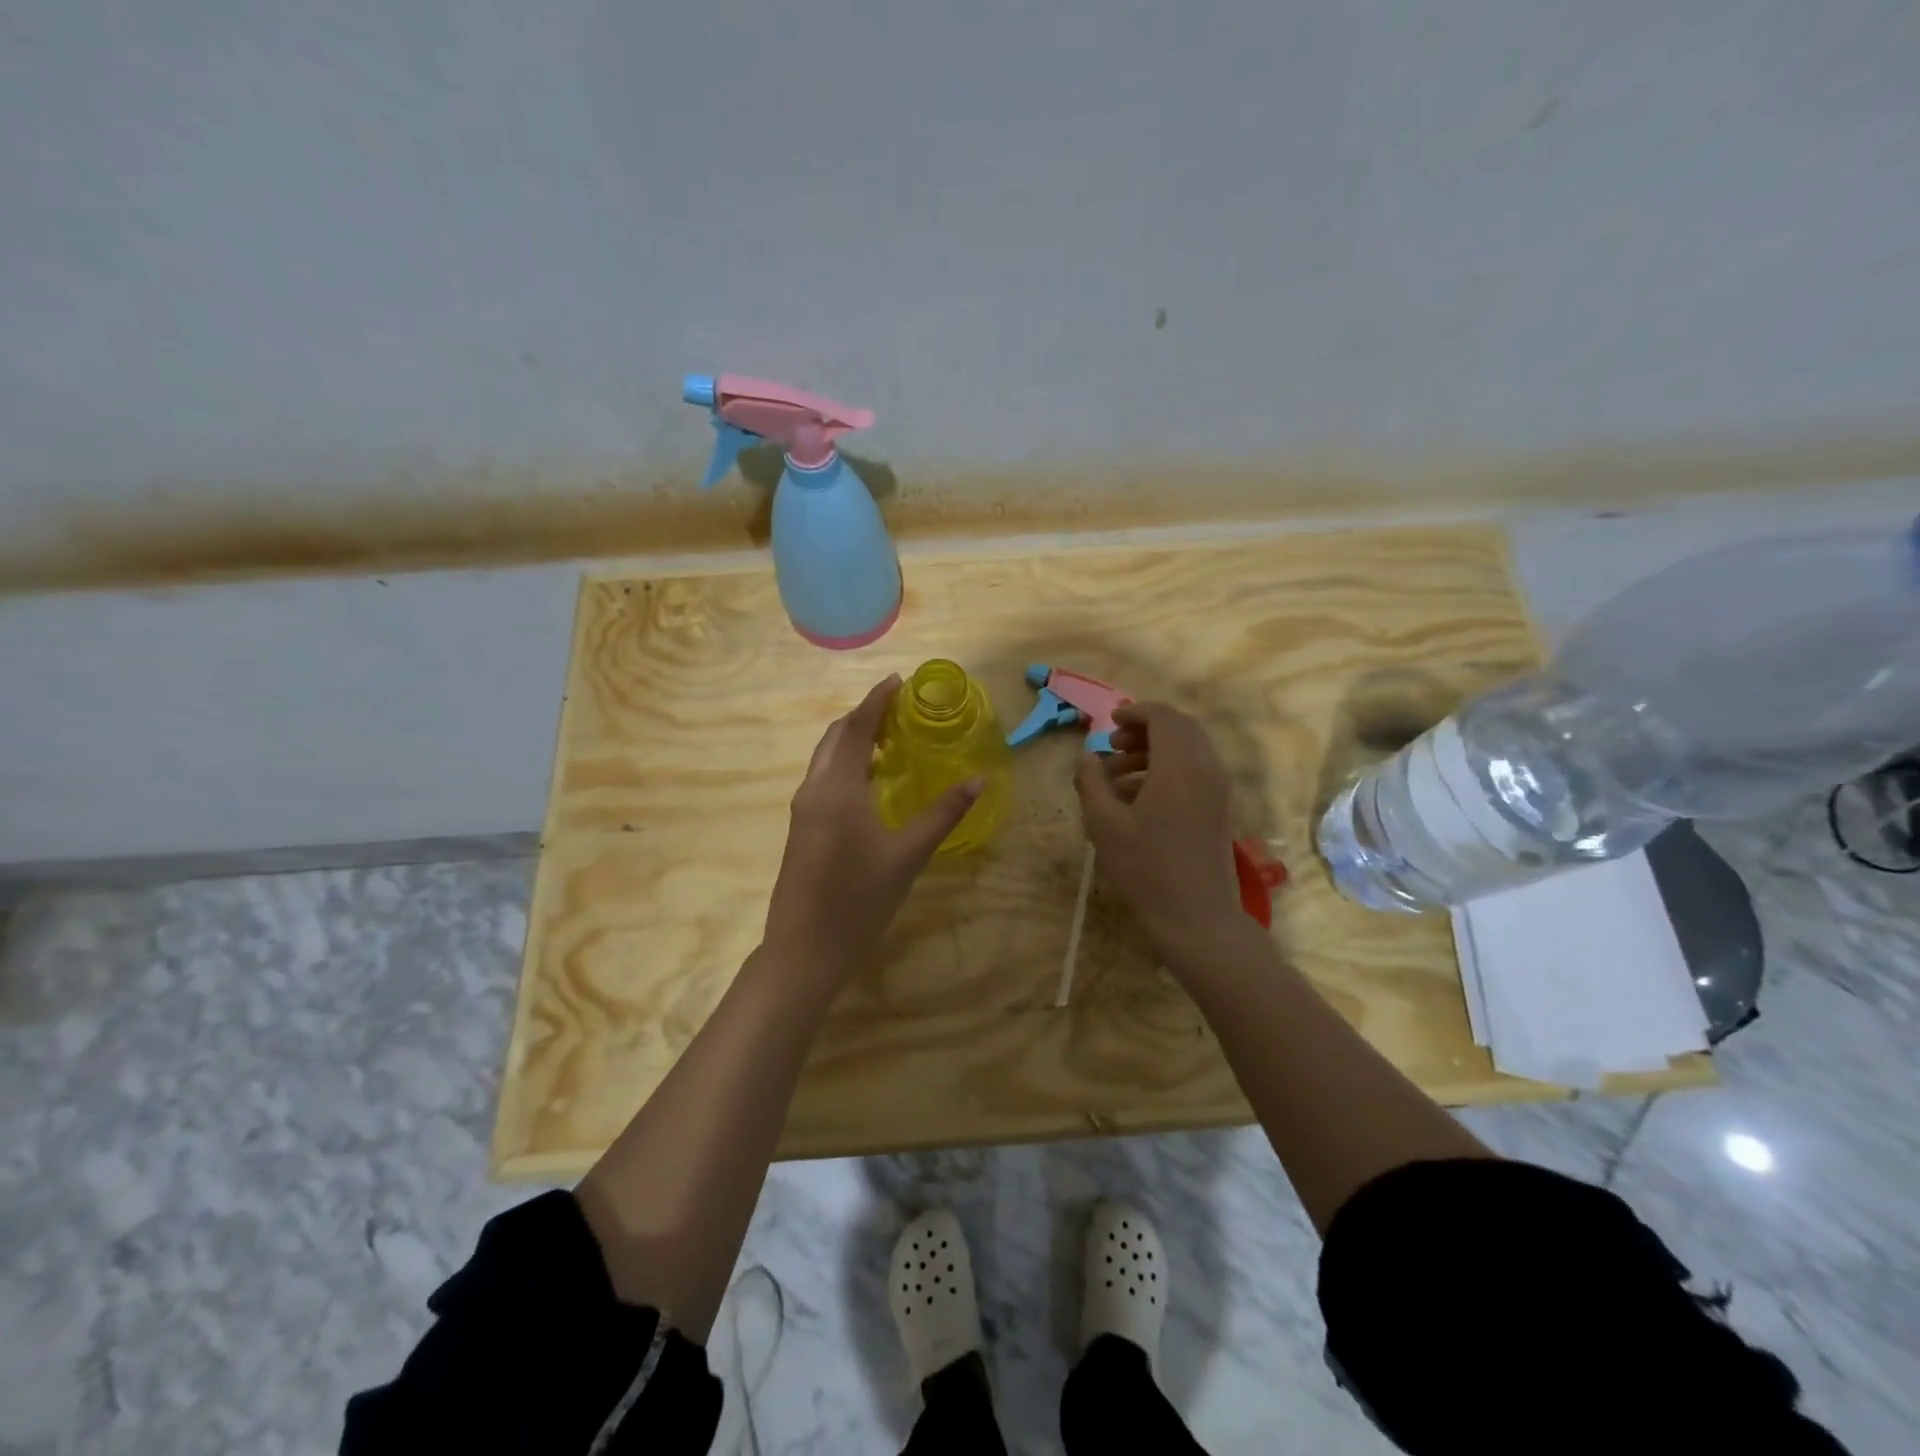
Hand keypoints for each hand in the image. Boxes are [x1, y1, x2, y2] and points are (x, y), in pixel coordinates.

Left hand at [762, 674, 982, 987]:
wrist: (804, 951)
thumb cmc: (859, 901)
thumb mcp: (908, 856)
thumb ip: (943, 813)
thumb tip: (979, 779)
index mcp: (837, 789)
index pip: (854, 728)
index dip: (876, 700)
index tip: (898, 680)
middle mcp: (814, 790)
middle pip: (835, 737)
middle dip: (864, 715)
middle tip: (899, 707)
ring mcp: (804, 810)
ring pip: (826, 758)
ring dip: (853, 739)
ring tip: (890, 737)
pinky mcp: (802, 828)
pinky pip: (824, 778)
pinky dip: (846, 763)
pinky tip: (871, 779)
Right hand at [1074, 702, 1245, 960]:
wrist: (1197, 919)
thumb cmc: (1146, 870)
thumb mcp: (1104, 825)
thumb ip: (1091, 782)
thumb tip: (1087, 757)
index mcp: (1179, 766)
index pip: (1163, 717)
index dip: (1135, 713)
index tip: (1109, 724)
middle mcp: (1206, 769)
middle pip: (1180, 729)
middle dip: (1145, 731)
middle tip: (1113, 748)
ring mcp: (1218, 790)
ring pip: (1189, 751)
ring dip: (1154, 752)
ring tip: (1118, 778)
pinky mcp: (1220, 810)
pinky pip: (1196, 773)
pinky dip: (1168, 771)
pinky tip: (1138, 800)